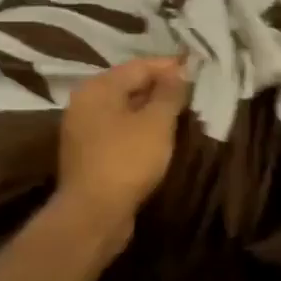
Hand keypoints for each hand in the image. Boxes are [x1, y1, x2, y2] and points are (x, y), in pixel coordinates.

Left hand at [55, 56, 190, 238]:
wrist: (93, 214)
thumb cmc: (127, 160)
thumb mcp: (156, 123)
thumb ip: (169, 93)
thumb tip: (180, 70)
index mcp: (98, 87)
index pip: (138, 66)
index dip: (169, 66)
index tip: (197, 67)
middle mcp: (85, 102)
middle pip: (128, 86)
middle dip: (160, 88)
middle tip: (192, 92)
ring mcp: (83, 129)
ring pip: (124, 110)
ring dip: (151, 110)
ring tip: (181, 113)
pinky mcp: (88, 154)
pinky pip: (118, 131)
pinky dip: (139, 129)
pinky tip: (159, 137)